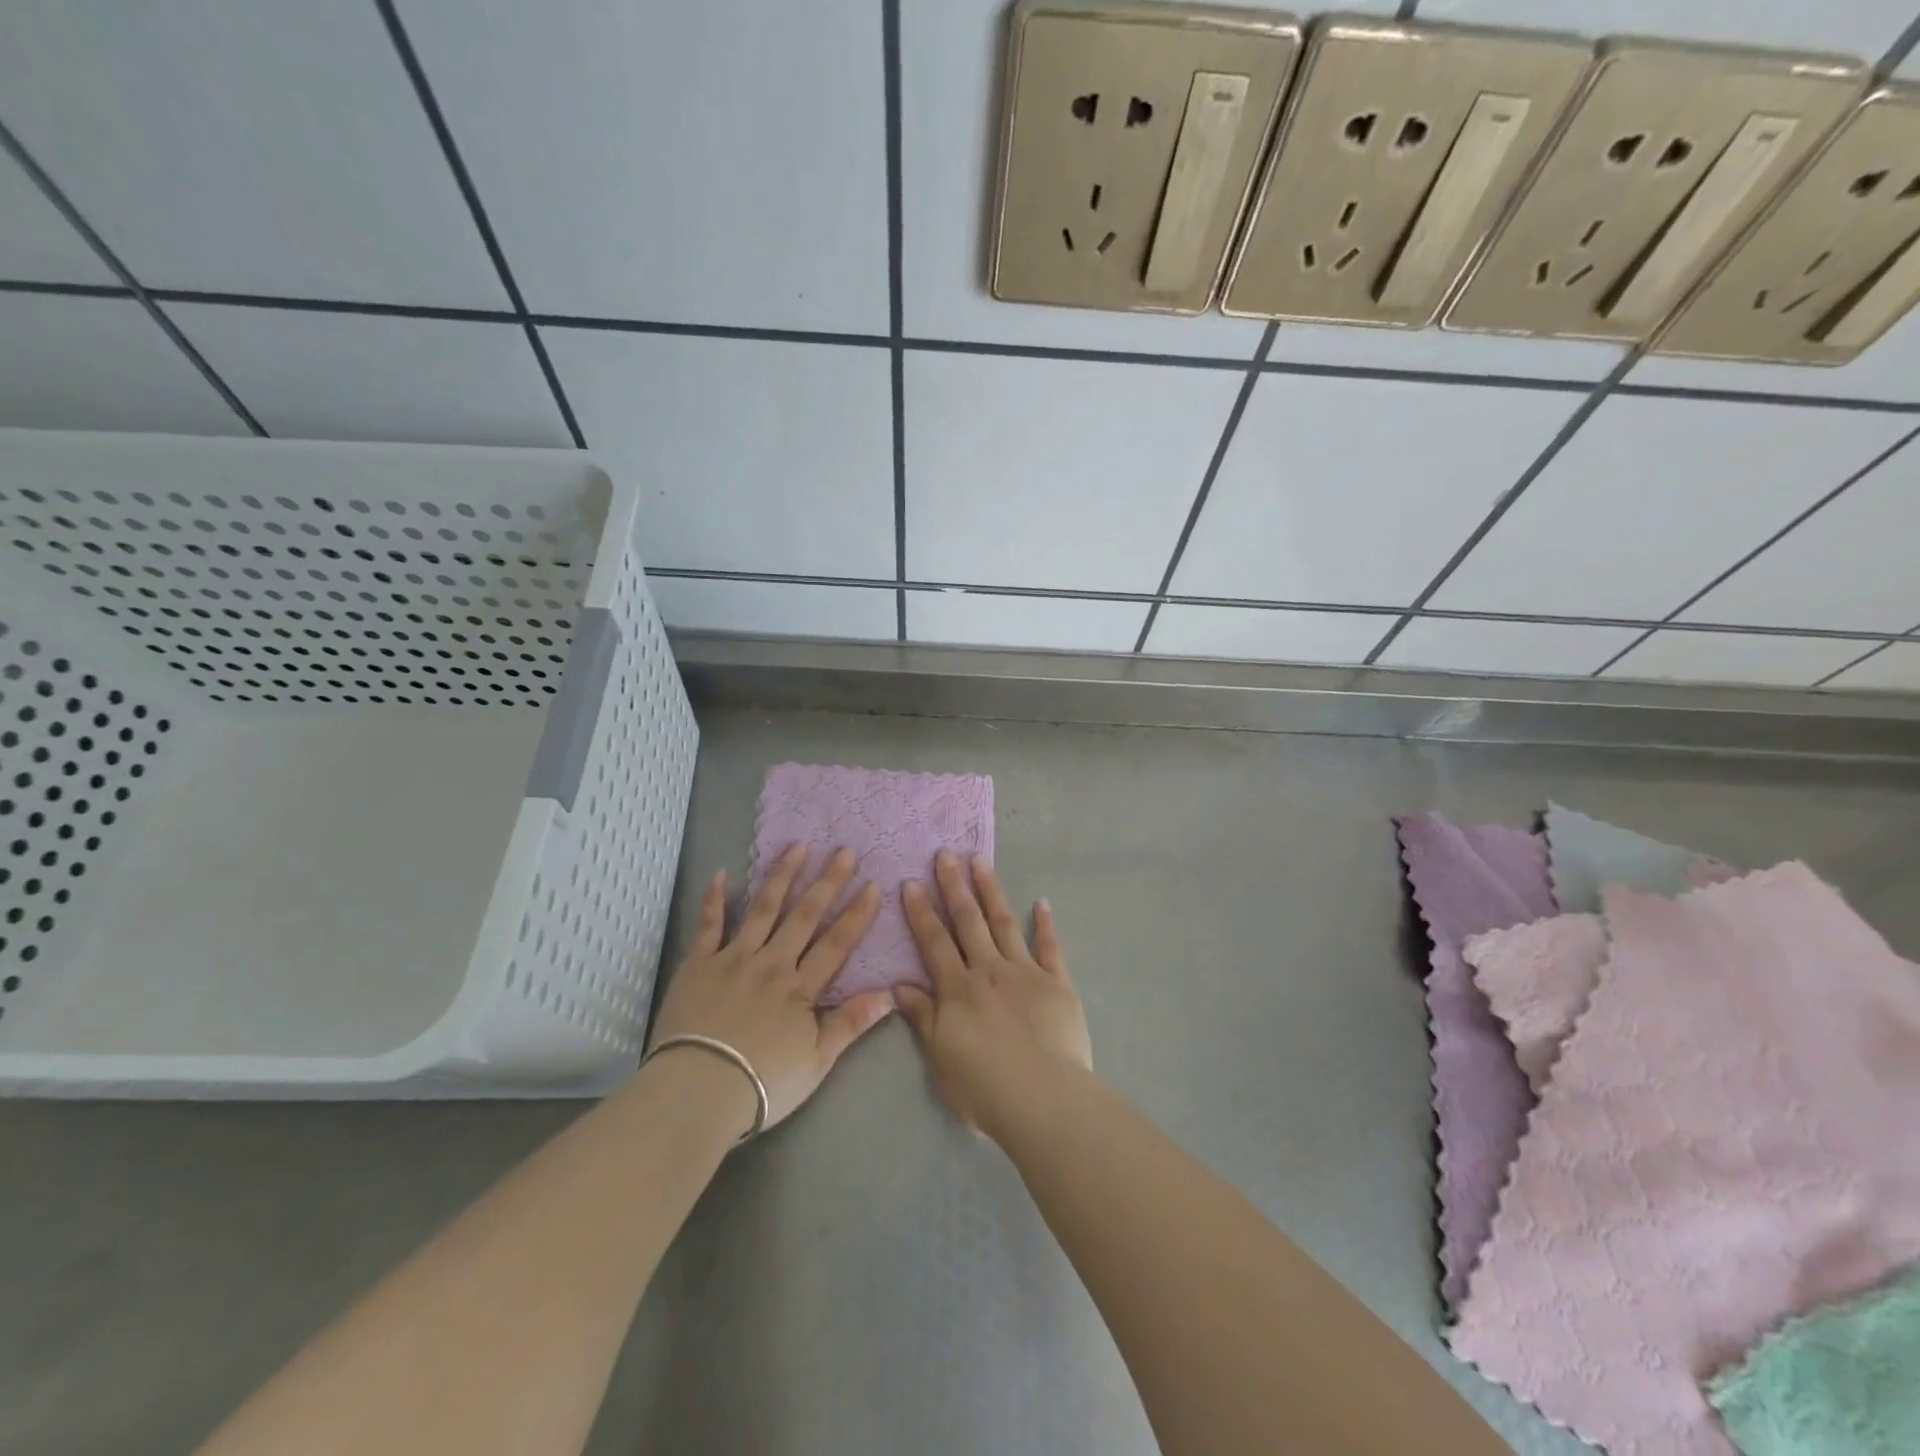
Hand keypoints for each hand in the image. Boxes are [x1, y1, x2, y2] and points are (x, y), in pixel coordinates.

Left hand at [649, 845, 892, 1133]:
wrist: (697, 1090)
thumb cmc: (762, 1083)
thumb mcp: (817, 1061)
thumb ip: (851, 1023)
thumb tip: (890, 994)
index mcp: (800, 988)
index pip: (836, 944)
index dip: (856, 914)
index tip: (873, 885)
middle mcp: (771, 963)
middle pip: (804, 916)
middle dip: (827, 882)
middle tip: (843, 851)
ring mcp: (733, 959)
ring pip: (762, 909)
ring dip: (782, 876)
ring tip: (797, 847)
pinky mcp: (699, 964)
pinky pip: (709, 925)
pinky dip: (714, 899)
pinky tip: (721, 874)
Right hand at [895, 850, 1092, 1142]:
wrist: (1044, 1099)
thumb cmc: (984, 1087)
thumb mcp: (940, 1058)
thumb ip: (923, 1017)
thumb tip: (899, 985)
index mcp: (958, 989)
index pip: (934, 942)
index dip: (921, 912)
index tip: (911, 882)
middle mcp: (989, 970)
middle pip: (968, 922)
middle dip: (954, 887)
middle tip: (946, 854)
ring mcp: (1025, 972)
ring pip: (1004, 923)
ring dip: (991, 891)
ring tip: (980, 862)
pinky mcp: (1057, 983)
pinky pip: (1051, 947)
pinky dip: (1045, 924)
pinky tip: (1041, 902)